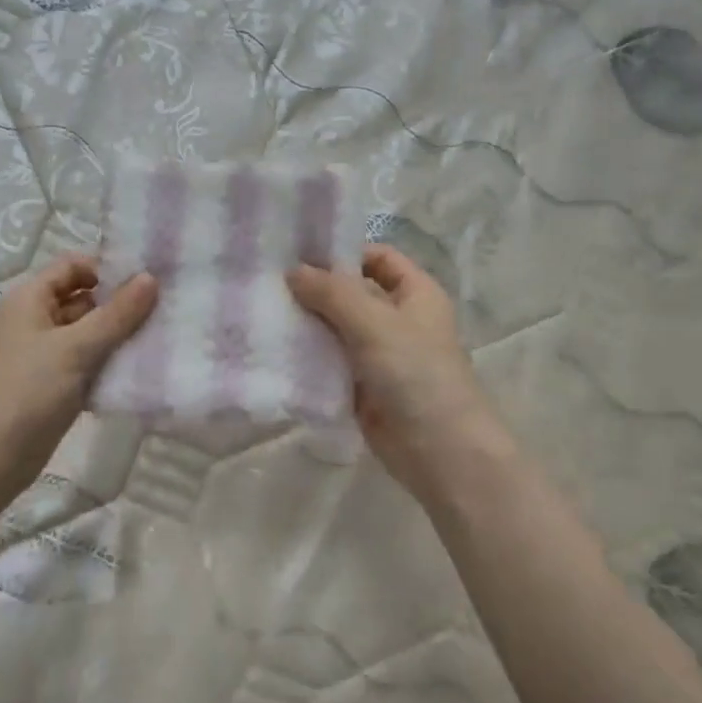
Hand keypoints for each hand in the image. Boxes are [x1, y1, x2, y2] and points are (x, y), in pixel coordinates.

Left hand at [0, 255, 156, 518]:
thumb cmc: (25, 393)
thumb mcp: (74, 349)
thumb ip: (116, 315)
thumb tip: (150, 277)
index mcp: (29, 300)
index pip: (73, 266)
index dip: (108, 269)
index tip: (149, 282)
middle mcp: (34, 322)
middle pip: (84, 301)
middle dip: (121, 306)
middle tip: (167, 313)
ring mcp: (43, 357)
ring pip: (88, 337)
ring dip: (119, 339)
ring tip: (163, 341)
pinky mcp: (52, 389)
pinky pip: (87, 367)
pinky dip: (109, 367)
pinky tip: (142, 373)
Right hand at [288, 244, 513, 499]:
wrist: (439, 450)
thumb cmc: (417, 374)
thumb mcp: (376, 323)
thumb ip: (333, 294)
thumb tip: (293, 271)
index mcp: (415, 293)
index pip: (377, 258)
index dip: (342, 252)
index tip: (296, 252)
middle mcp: (398, 319)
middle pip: (351, 294)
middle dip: (314, 289)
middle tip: (267, 282)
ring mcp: (379, 355)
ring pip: (336, 330)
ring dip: (307, 324)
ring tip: (262, 312)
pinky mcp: (362, 388)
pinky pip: (330, 364)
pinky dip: (308, 357)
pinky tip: (274, 350)